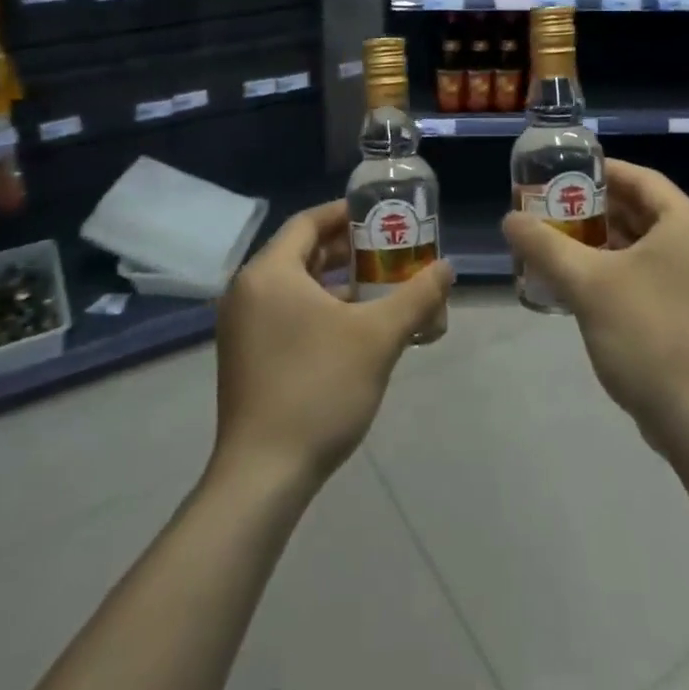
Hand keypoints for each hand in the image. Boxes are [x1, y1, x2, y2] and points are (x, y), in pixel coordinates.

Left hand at [213, 201, 452, 490]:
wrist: (263, 475)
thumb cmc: (319, 389)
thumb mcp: (379, 338)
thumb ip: (417, 296)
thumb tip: (447, 267)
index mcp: (269, 273)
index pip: (308, 221)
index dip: (346, 214)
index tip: (382, 214)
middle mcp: (247, 290)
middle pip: (301, 251)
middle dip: (347, 249)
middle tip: (389, 249)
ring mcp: (241, 325)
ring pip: (294, 284)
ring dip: (335, 280)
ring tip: (380, 285)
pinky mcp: (245, 355)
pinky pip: (284, 311)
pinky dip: (318, 306)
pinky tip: (352, 325)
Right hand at [502, 161, 688, 455]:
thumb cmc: (648, 336)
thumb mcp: (588, 284)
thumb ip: (545, 245)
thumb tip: (509, 219)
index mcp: (686, 223)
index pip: (639, 177)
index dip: (598, 170)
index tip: (558, 173)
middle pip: (639, 209)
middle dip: (592, 208)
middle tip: (548, 209)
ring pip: (641, 244)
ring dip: (600, 241)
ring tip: (554, 242)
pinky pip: (647, 272)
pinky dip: (614, 269)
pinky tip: (577, 282)